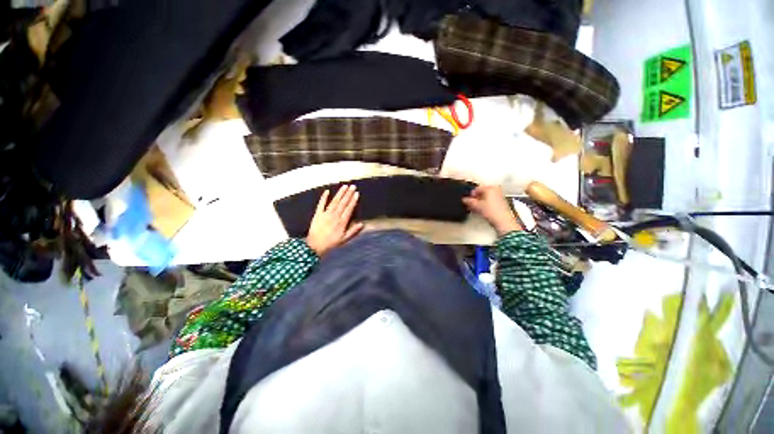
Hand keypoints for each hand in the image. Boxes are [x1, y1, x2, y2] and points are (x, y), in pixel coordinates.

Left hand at [306, 185, 364, 256]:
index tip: (357, 193)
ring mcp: (326, 214)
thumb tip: (362, 224)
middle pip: (343, 203)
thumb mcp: (344, 239)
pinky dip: (324, 197)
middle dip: (348, 194)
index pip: (349, 209)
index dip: (353, 200)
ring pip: (334, 201)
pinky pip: (321, 204)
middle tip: (352, 186)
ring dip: (339, 193)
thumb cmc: (331, 243)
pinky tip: (327, 191)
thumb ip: (353, 231)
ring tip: (344, 186)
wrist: (315, 246)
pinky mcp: (318, 214)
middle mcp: (335, 216)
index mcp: (342, 222)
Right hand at [463, 185, 522, 235]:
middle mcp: (496, 190)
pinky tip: (481, 210)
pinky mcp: (501, 202)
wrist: (503, 221)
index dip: (470, 195)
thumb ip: (469, 201)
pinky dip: (485, 204)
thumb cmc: (491, 211)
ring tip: (475, 208)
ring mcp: (499, 196)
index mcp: (490, 188)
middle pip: (482, 192)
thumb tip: (464, 199)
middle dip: (475, 198)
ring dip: (479, 201)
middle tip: (470, 204)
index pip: (476, 189)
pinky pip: (490, 201)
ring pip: (486, 197)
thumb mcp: (477, 206)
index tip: (467, 200)